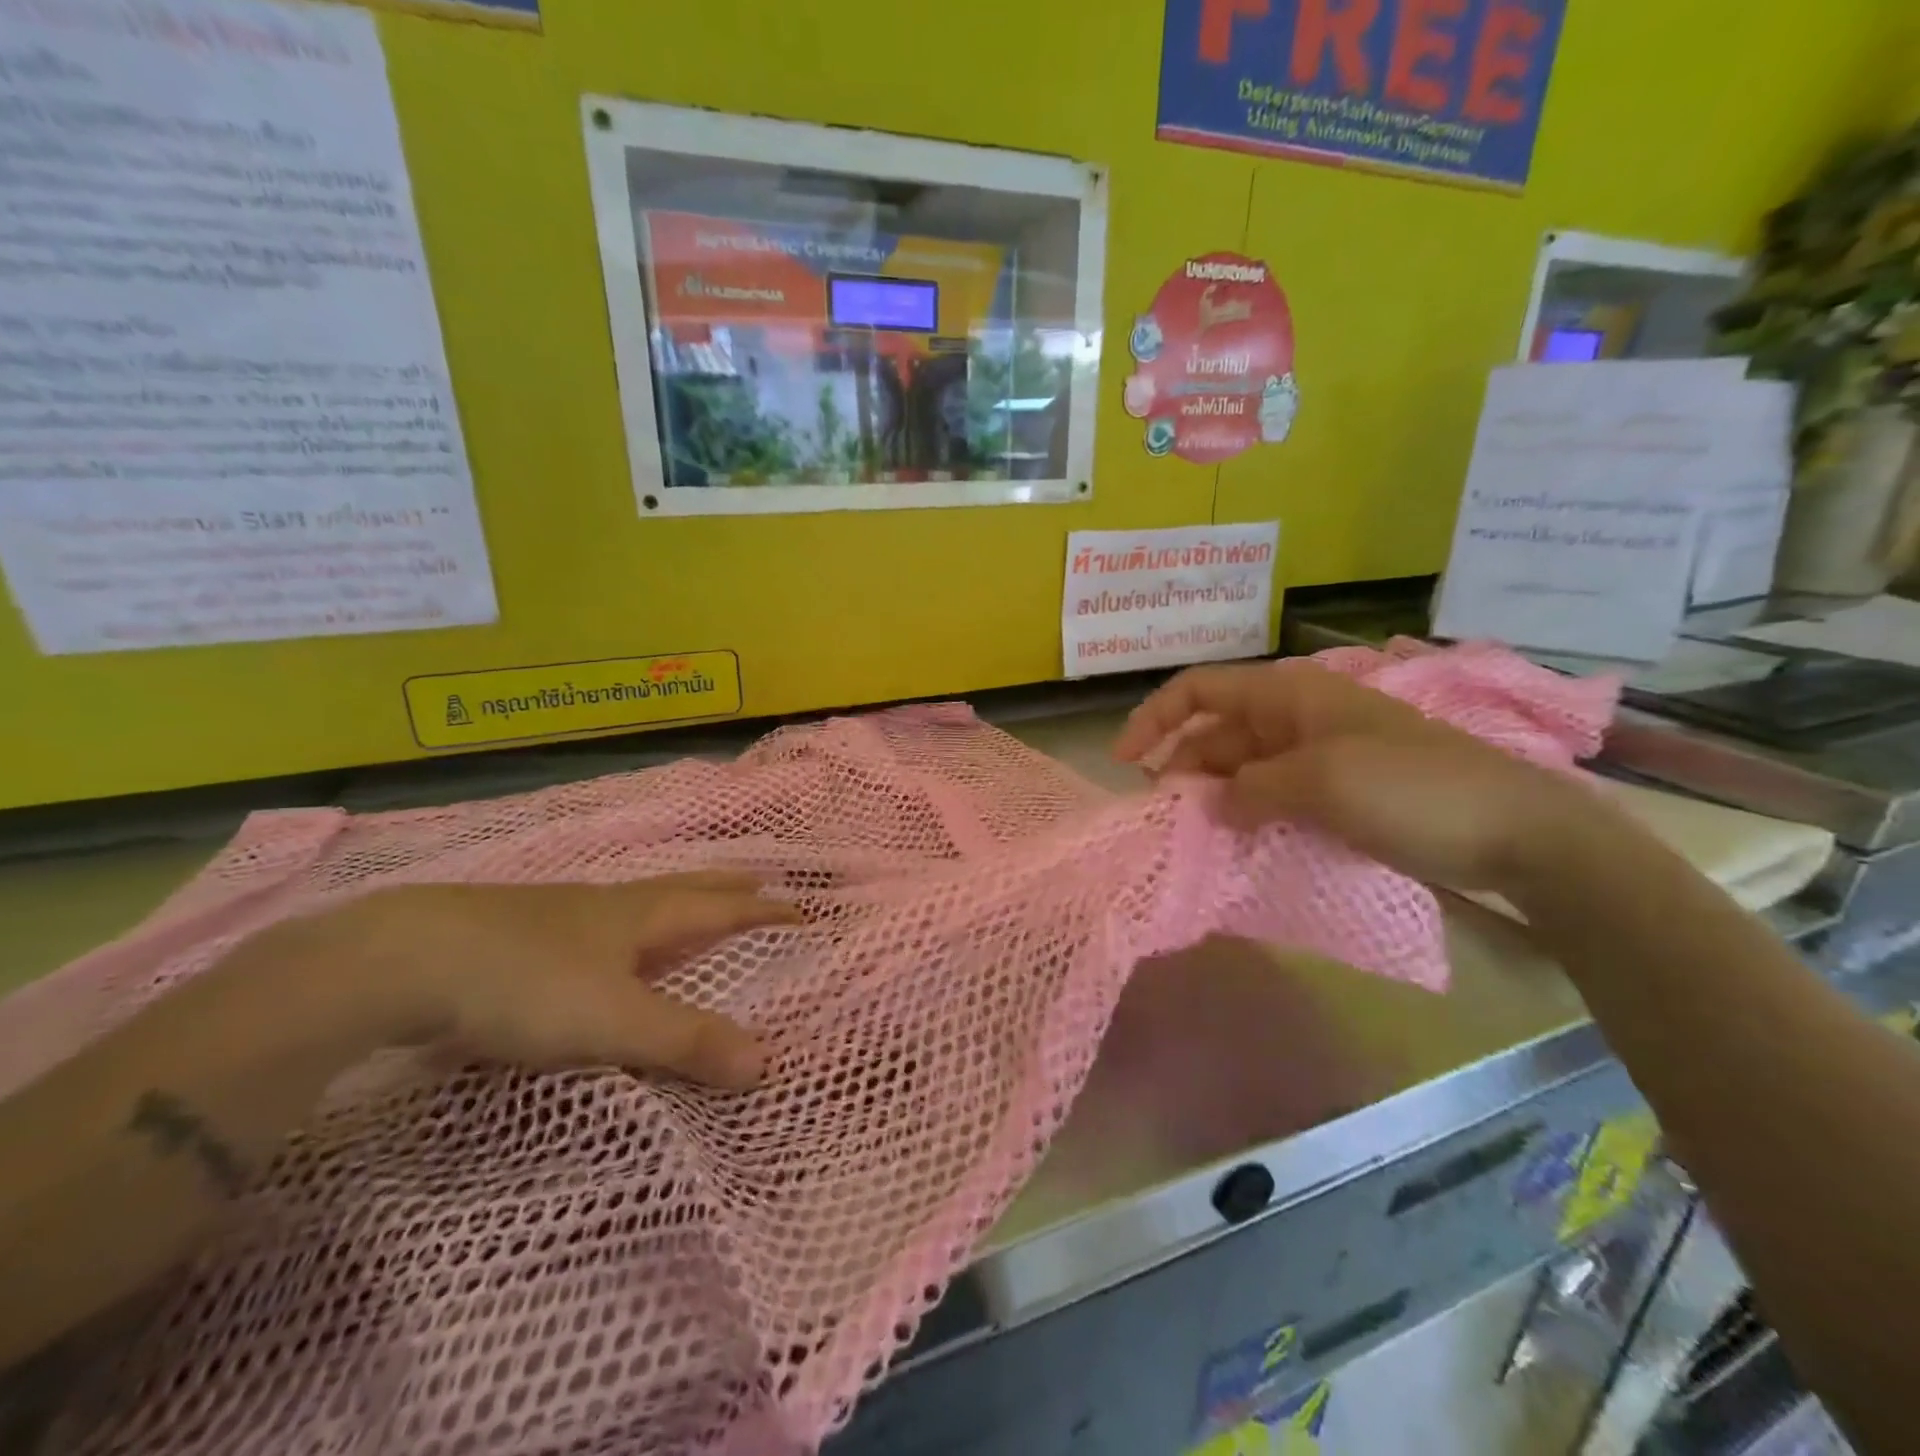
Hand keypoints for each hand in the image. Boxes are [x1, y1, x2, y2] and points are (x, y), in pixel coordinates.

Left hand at [330, 873, 800, 1089]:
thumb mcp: (613, 1020)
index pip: (718, 909)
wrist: (401, 960)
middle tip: (757, 881)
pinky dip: (621, 925)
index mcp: (639, 917)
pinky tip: (598, 941)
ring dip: (672, 902)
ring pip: (633, 903)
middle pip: (680, 890)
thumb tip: (767, 1061)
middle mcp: (607, 907)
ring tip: (687, 908)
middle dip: (723, 889)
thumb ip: (686, 1041)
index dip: (761, 910)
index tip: (800, 907)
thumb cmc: (525, 983)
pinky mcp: (514, 933)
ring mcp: (558, 916)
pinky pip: (592, 922)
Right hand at [1113, 659, 1605, 894]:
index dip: (1155, 718)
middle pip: (1216, 733)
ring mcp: (1316, 754)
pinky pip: (1273, 793)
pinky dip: (1248, 813)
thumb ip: (1250, 790)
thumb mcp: (1320, 783)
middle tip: (1162, 817)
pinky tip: (1236, 841)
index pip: (1200, 690)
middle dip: (1182, 767)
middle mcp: (1295, 716)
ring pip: (1242, 767)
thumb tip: (1209, 805)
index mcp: (1288, 694)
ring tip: (1193, 835)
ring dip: (1214, 795)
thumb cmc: (1413, 788)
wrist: (1517, 830)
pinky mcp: (1335, 789)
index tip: (1125, 762)